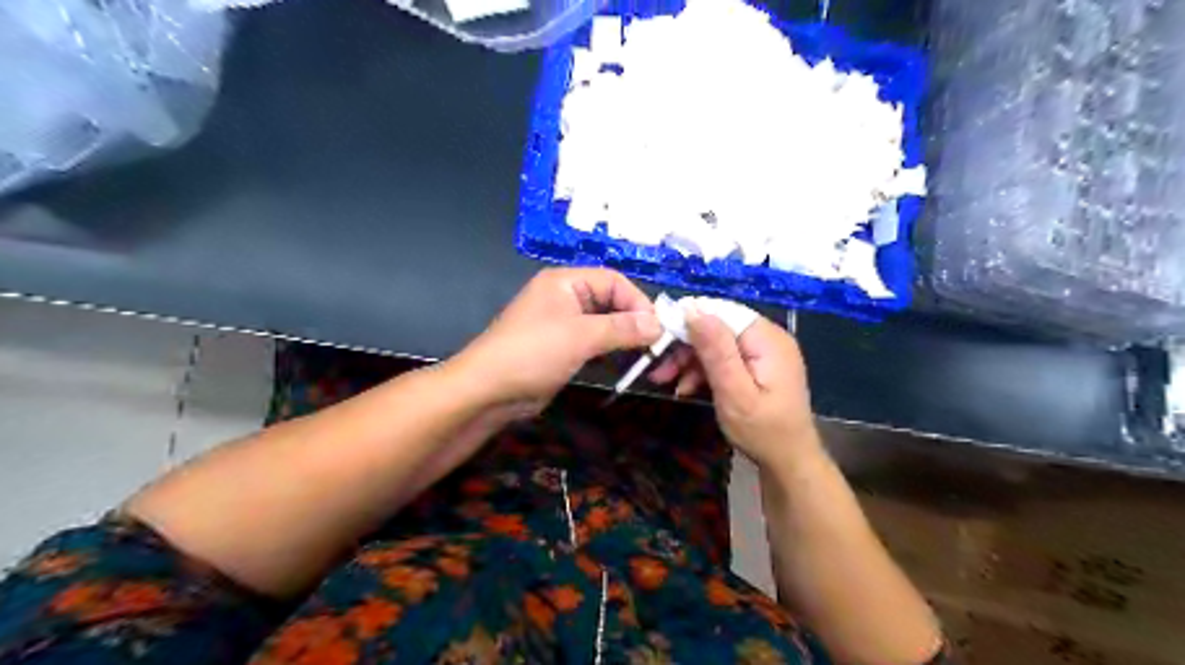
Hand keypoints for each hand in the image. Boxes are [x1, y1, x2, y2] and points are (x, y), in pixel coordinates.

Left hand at [449, 269, 661, 416]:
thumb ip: (622, 328)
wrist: (488, 391)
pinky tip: (625, 363)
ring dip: (624, 337)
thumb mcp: (581, 336)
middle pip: (611, 300)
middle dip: (633, 320)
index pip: (614, 280)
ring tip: (645, 356)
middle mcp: (565, 297)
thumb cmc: (534, 353)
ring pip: (604, 323)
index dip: (638, 301)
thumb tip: (659, 325)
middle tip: (655, 344)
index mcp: (566, 282)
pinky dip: (610, 350)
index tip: (657, 328)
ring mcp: (563, 323)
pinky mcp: (562, 348)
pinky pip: (594, 342)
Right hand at [652, 309, 820, 469]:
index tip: (659, 336)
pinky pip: (725, 357)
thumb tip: (693, 310)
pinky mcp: (758, 365)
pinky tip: (687, 387)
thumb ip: (716, 352)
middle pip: (718, 327)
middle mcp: (768, 338)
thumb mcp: (734, 393)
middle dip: (686, 345)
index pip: (721, 312)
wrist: (789, 461)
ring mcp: (764, 352)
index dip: (688, 319)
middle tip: (659, 368)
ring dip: (691, 360)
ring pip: (718, 342)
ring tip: (667, 381)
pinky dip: (705, 369)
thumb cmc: (763, 431)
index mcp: (767, 339)